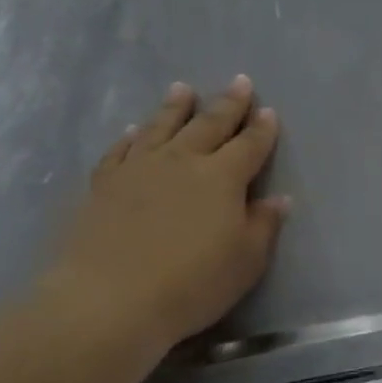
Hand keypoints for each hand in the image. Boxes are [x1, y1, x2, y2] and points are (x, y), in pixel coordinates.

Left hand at [39, 77, 288, 357]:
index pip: (249, 146)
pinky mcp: (104, 183)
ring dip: (176, 107)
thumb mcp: (246, 261)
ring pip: (162, 127)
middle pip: (209, 124)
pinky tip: (134, 131)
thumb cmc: (192, 284)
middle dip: (228, 104)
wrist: (110, 300)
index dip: (261, 129)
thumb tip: (278, 198)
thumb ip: (263, 225)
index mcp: (222, 177)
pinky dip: (132, 137)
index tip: (268, 111)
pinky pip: (121, 150)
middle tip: (239, 82)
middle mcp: (182, 161)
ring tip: (183, 89)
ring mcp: (139, 168)